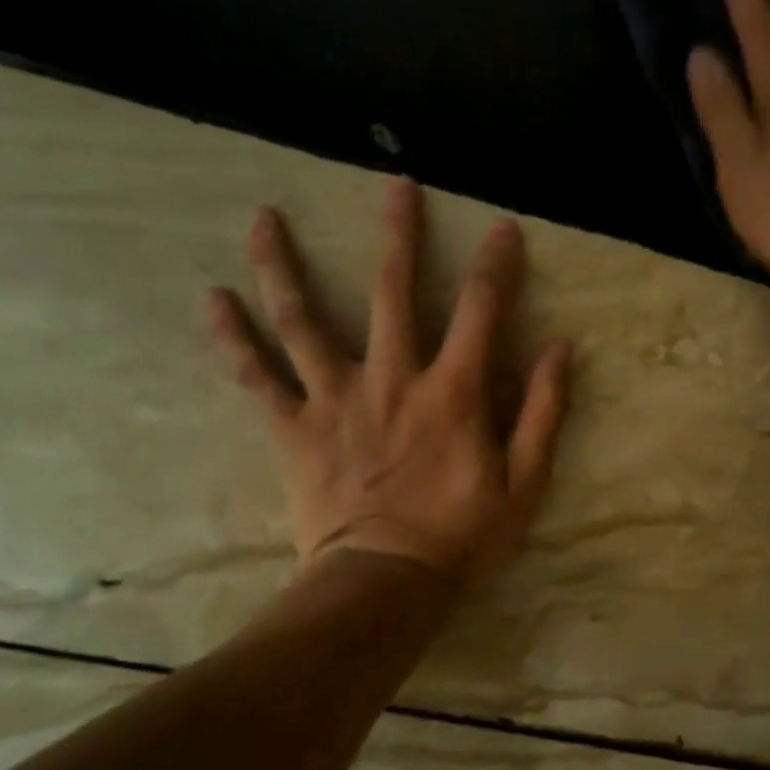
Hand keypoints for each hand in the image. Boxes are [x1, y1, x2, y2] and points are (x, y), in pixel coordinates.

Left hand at [206, 179, 571, 581]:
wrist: (385, 584)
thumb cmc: (462, 537)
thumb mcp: (525, 483)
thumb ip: (542, 413)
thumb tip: (559, 350)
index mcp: (451, 392)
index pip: (480, 310)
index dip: (496, 264)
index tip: (503, 228)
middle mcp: (391, 379)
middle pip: (391, 291)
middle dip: (399, 234)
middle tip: (396, 185)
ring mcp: (336, 400)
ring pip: (303, 320)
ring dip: (284, 265)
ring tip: (262, 217)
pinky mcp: (295, 429)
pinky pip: (257, 378)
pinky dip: (233, 340)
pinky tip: (210, 301)